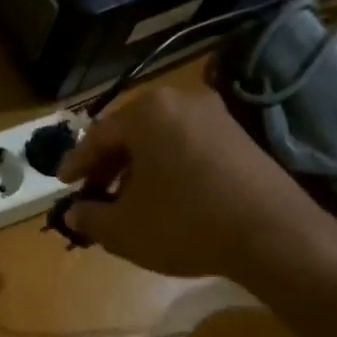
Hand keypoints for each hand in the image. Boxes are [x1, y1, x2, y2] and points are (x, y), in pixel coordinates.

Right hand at [57, 86, 336, 283]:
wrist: (273, 235)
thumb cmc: (184, 224)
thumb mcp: (122, 229)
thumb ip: (89, 217)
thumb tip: (73, 213)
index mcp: (147, 113)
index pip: (97, 136)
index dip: (76, 164)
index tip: (63, 185)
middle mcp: (181, 101)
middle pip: (130, 133)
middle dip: (108, 164)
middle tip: (93, 192)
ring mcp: (216, 116)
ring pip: (160, 139)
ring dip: (138, 167)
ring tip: (127, 199)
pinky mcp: (241, 136)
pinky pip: (188, 145)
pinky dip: (168, 167)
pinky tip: (164, 197)